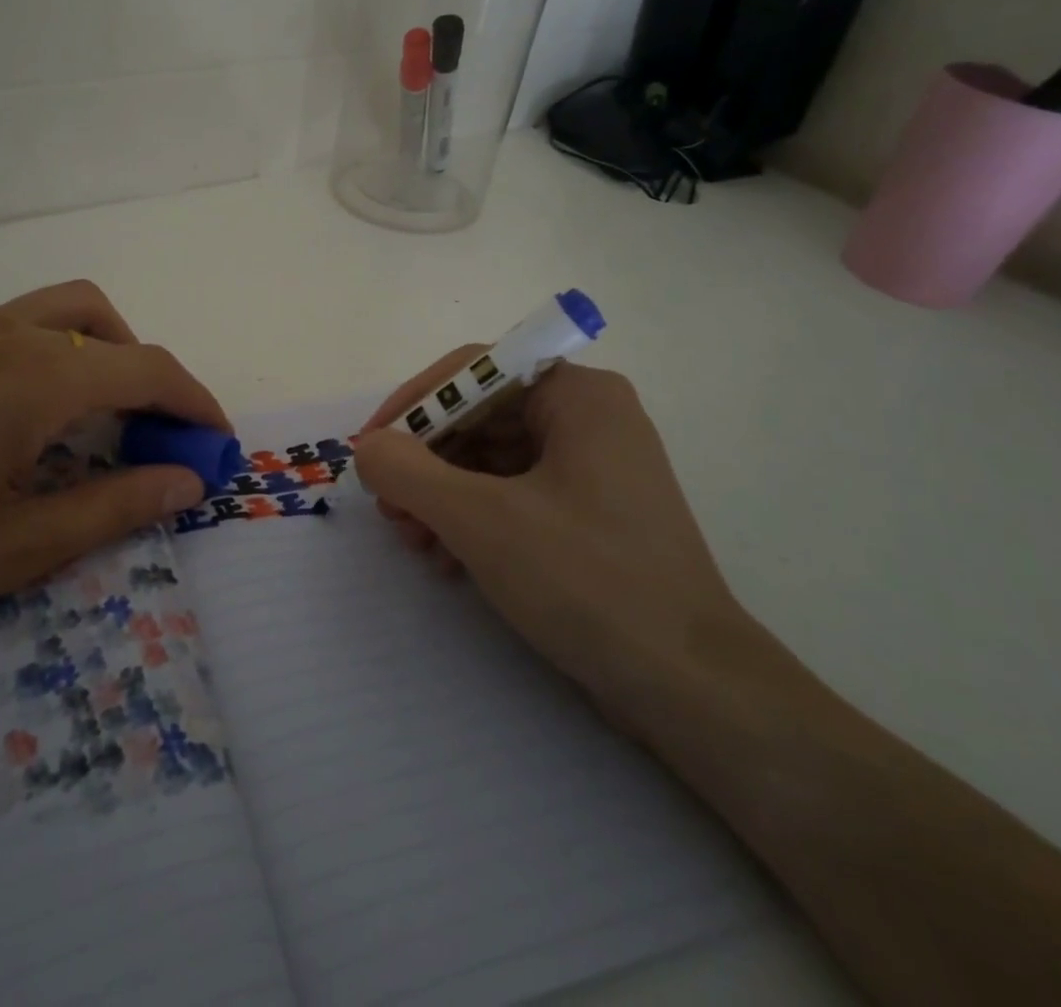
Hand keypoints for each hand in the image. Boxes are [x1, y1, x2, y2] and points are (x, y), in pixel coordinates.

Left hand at [0, 281, 226, 658]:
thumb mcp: (17, 546)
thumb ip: (115, 507)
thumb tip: (188, 483)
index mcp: (35, 378)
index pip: (148, 370)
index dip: (195, 404)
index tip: (217, 444)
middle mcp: (8, 333)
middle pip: (114, 329)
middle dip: (154, 378)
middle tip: (159, 439)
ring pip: (69, 311)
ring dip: (109, 352)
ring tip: (106, 417)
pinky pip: (27, 322)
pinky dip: (64, 349)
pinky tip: (40, 410)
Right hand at [352, 351, 746, 726]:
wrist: (692, 689)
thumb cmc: (587, 581)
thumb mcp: (480, 520)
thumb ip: (408, 472)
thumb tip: (368, 447)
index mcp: (578, 396)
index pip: (474, 372)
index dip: (414, 404)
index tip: (371, 447)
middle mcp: (590, 418)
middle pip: (481, 418)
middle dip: (426, 462)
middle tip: (388, 507)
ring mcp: (595, 469)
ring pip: (493, 461)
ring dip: (443, 497)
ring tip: (415, 543)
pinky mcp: (592, 516)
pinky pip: (516, 496)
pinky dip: (475, 520)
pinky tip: (449, 561)